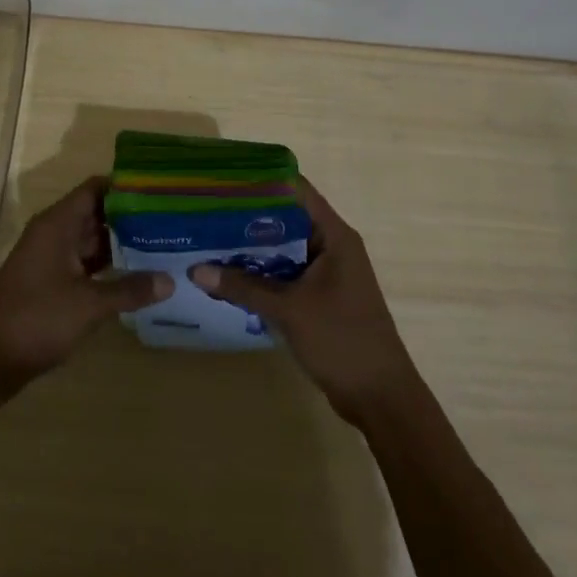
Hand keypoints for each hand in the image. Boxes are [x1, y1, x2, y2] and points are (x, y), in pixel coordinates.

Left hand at [0, 178, 171, 394]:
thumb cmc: (37, 319)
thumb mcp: (88, 305)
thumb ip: (130, 289)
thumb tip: (170, 281)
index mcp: (57, 224)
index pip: (95, 189)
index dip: (125, 186)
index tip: (159, 188)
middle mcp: (53, 233)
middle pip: (96, 213)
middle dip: (130, 216)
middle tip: (171, 218)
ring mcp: (51, 257)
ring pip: (91, 239)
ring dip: (121, 242)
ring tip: (162, 242)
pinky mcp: (51, 281)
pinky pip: (85, 262)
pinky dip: (108, 265)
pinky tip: (136, 274)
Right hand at [190, 177, 417, 426]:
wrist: (381, 398)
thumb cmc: (341, 340)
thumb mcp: (288, 309)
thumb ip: (243, 287)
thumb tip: (196, 270)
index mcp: (334, 235)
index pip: (296, 190)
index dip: (262, 180)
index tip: (224, 178)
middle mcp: (331, 246)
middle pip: (285, 218)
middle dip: (247, 216)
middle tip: (205, 211)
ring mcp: (326, 273)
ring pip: (282, 248)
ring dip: (251, 248)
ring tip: (207, 239)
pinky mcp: (320, 297)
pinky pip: (285, 273)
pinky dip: (260, 273)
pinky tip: (228, 276)